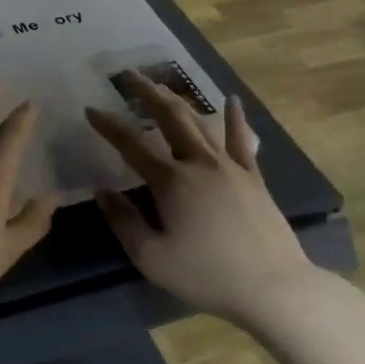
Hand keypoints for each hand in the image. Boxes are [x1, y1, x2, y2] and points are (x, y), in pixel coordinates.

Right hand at [84, 73, 317, 321]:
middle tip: (129, 75)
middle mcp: (199, 163)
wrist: (273, 288)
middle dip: (147, 93)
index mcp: (170, 181)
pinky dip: (234, 118)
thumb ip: (123, 221)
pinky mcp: (253, 178)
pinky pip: (241, 140)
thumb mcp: (152, 257)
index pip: (131, 144)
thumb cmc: (206, 275)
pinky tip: (231, 100)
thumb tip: (101, 191)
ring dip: (179, 100)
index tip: (91, 109)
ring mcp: (230, 167)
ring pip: (200, 122)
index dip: (108, 125)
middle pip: (170, 117)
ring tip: (162, 86)